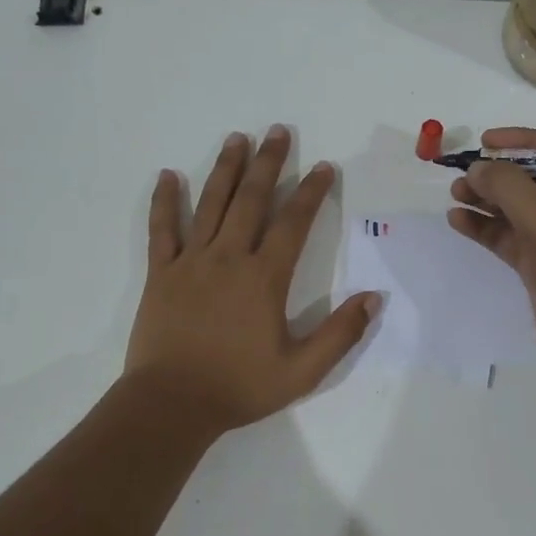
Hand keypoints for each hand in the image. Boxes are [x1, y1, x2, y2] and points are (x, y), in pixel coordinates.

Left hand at [126, 127, 377, 432]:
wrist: (172, 404)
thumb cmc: (239, 387)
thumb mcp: (302, 371)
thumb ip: (340, 333)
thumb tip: (374, 298)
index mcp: (264, 278)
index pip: (293, 223)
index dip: (310, 192)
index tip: (323, 167)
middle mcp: (228, 258)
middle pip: (251, 200)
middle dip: (268, 163)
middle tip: (278, 131)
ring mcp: (191, 262)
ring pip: (211, 204)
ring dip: (225, 169)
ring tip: (236, 138)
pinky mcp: (161, 274)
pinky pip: (163, 230)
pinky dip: (165, 202)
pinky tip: (169, 176)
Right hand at [447, 127, 535, 375]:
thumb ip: (510, 189)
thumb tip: (478, 167)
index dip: (522, 141)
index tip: (486, 141)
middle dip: (499, 175)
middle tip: (463, 173)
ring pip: (520, 208)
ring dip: (488, 200)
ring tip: (455, 194)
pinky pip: (511, 235)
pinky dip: (487, 227)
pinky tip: (458, 220)